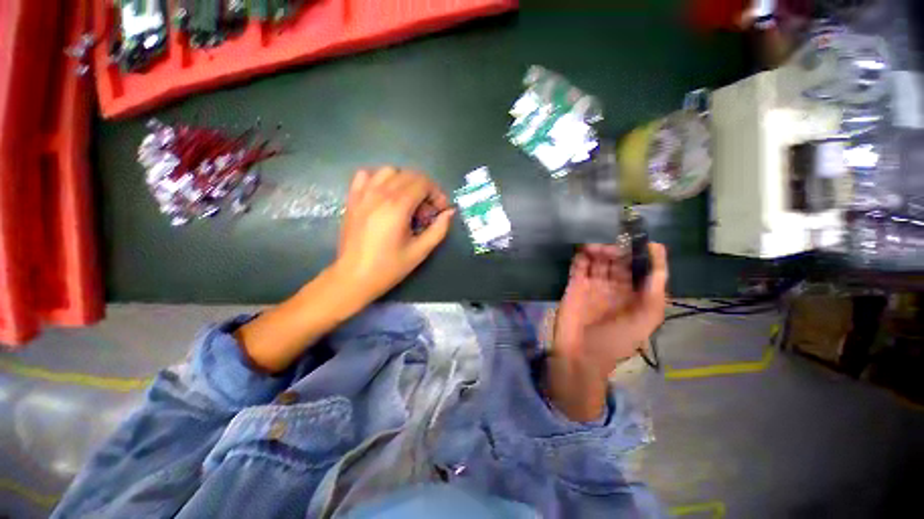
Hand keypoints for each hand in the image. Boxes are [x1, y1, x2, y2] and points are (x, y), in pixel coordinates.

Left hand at [332, 167, 454, 303]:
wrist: (354, 276)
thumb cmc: (389, 267)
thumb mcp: (420, 251)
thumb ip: (438, 229)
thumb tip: (449, 213)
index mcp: (397, 206)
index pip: (423, 183)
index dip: (437, 193)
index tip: (440, 210)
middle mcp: (380, 194)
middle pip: (409, 175)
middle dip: (425, 189)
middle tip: (427, 211)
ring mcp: (363, 194)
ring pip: (389, 171)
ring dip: (405, 182)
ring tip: (408, 202)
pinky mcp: (352, 199)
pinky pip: (367, 175)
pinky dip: (380, 179)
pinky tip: (385, 195)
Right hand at [553, 243, 668, 379]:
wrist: (581, 355)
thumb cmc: (615, 341)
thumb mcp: (644, 320)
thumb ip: (654, 292)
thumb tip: (657, 260)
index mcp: (634, 294)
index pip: (640, 268)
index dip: (641, 254)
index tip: (639, 240)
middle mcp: (614, 286)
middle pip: (617, 260)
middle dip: (616, 249)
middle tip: (612, 244)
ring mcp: (592, 284)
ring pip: (597, 260)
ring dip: (598, 249)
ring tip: (595, 248)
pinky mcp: (574, 285)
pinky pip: (578, 266)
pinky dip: (581, 257)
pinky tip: (583, 251)